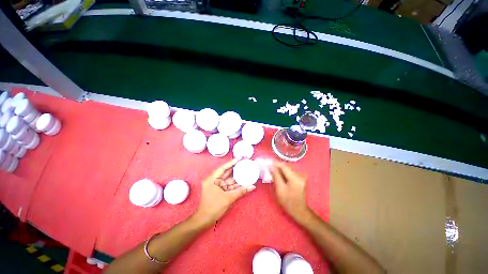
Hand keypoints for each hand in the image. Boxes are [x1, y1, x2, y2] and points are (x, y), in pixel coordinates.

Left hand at [192, 158, 255, 226]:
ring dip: (236, 176)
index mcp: (212, 179)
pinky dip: (234, 184)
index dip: (232, 162)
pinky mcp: (219, 191)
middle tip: (244, 163)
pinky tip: (242, 181)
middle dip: (235, 168)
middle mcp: (214, 181)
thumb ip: (241, 191)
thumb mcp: (228, 198)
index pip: (223, 168)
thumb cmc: (213, 207)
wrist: (203, 221)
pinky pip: (228, 185)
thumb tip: (252, 186)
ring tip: (245, 170)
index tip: (240, 158)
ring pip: (228, 179)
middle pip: (226, 172)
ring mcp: (216, 186)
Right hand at [271, 162, 310, 222]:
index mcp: (296, 178)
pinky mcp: (302, 177)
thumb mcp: (280, 189)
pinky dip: (285, 173)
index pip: (284, 166)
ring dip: (281, 171)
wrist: (299, 211)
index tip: (268, 162)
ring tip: (274, 174)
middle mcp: (301, 175)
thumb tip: (272, 166)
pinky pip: (291, 172)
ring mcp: (302, 176)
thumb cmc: (288, 202)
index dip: (275, 163)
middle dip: (278, 168)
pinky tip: (281, 178)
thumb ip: (276, 175)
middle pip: (286, 167)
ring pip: (288, 169)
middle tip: (270, 170)